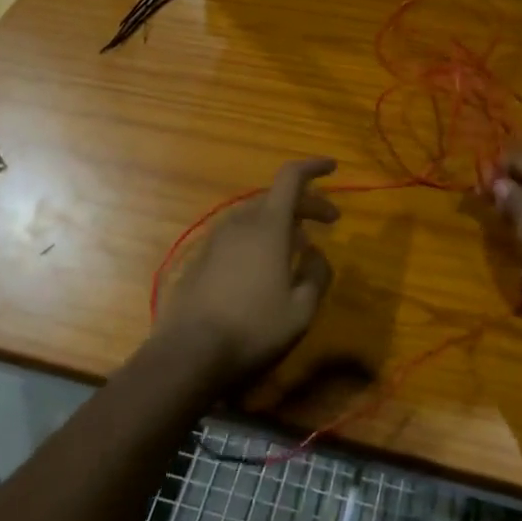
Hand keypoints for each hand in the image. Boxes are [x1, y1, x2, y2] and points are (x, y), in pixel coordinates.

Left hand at [155, 158, 339, 390]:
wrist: (188, 353)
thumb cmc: (253, 329)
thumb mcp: (301, 310)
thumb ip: (317, 274)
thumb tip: (315, 252)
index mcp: (268, 226)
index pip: (291, 178)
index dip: (314, 167)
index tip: (333, 168)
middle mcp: (240, 222)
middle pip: (276, 197)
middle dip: (306, 204)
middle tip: (329, 222)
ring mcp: (216, 239)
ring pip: (255, 216)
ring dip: (281, 221)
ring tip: (299, 245)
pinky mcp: (200, 258)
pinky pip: (237, 235)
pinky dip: (258, 237)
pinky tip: (264, 266)